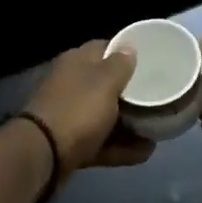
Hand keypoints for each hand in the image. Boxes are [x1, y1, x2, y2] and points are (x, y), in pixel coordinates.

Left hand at [22, 40, 154, 184]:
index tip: (151, 62)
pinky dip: (120, 147)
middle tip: (157, 97)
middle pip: (106, 84)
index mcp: (76, 62)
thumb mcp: (105, 82)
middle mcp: (71, 85)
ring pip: (104, 116)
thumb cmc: (78, 109)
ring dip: (129, 124)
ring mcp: (69, 115)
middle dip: (131, 93)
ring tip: (158, 130)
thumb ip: (120, 64)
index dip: (127, 53)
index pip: (104, 48)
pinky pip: (101, 142)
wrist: (43, 154)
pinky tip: (144, 152)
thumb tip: (129, 48)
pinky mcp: (70, 143)